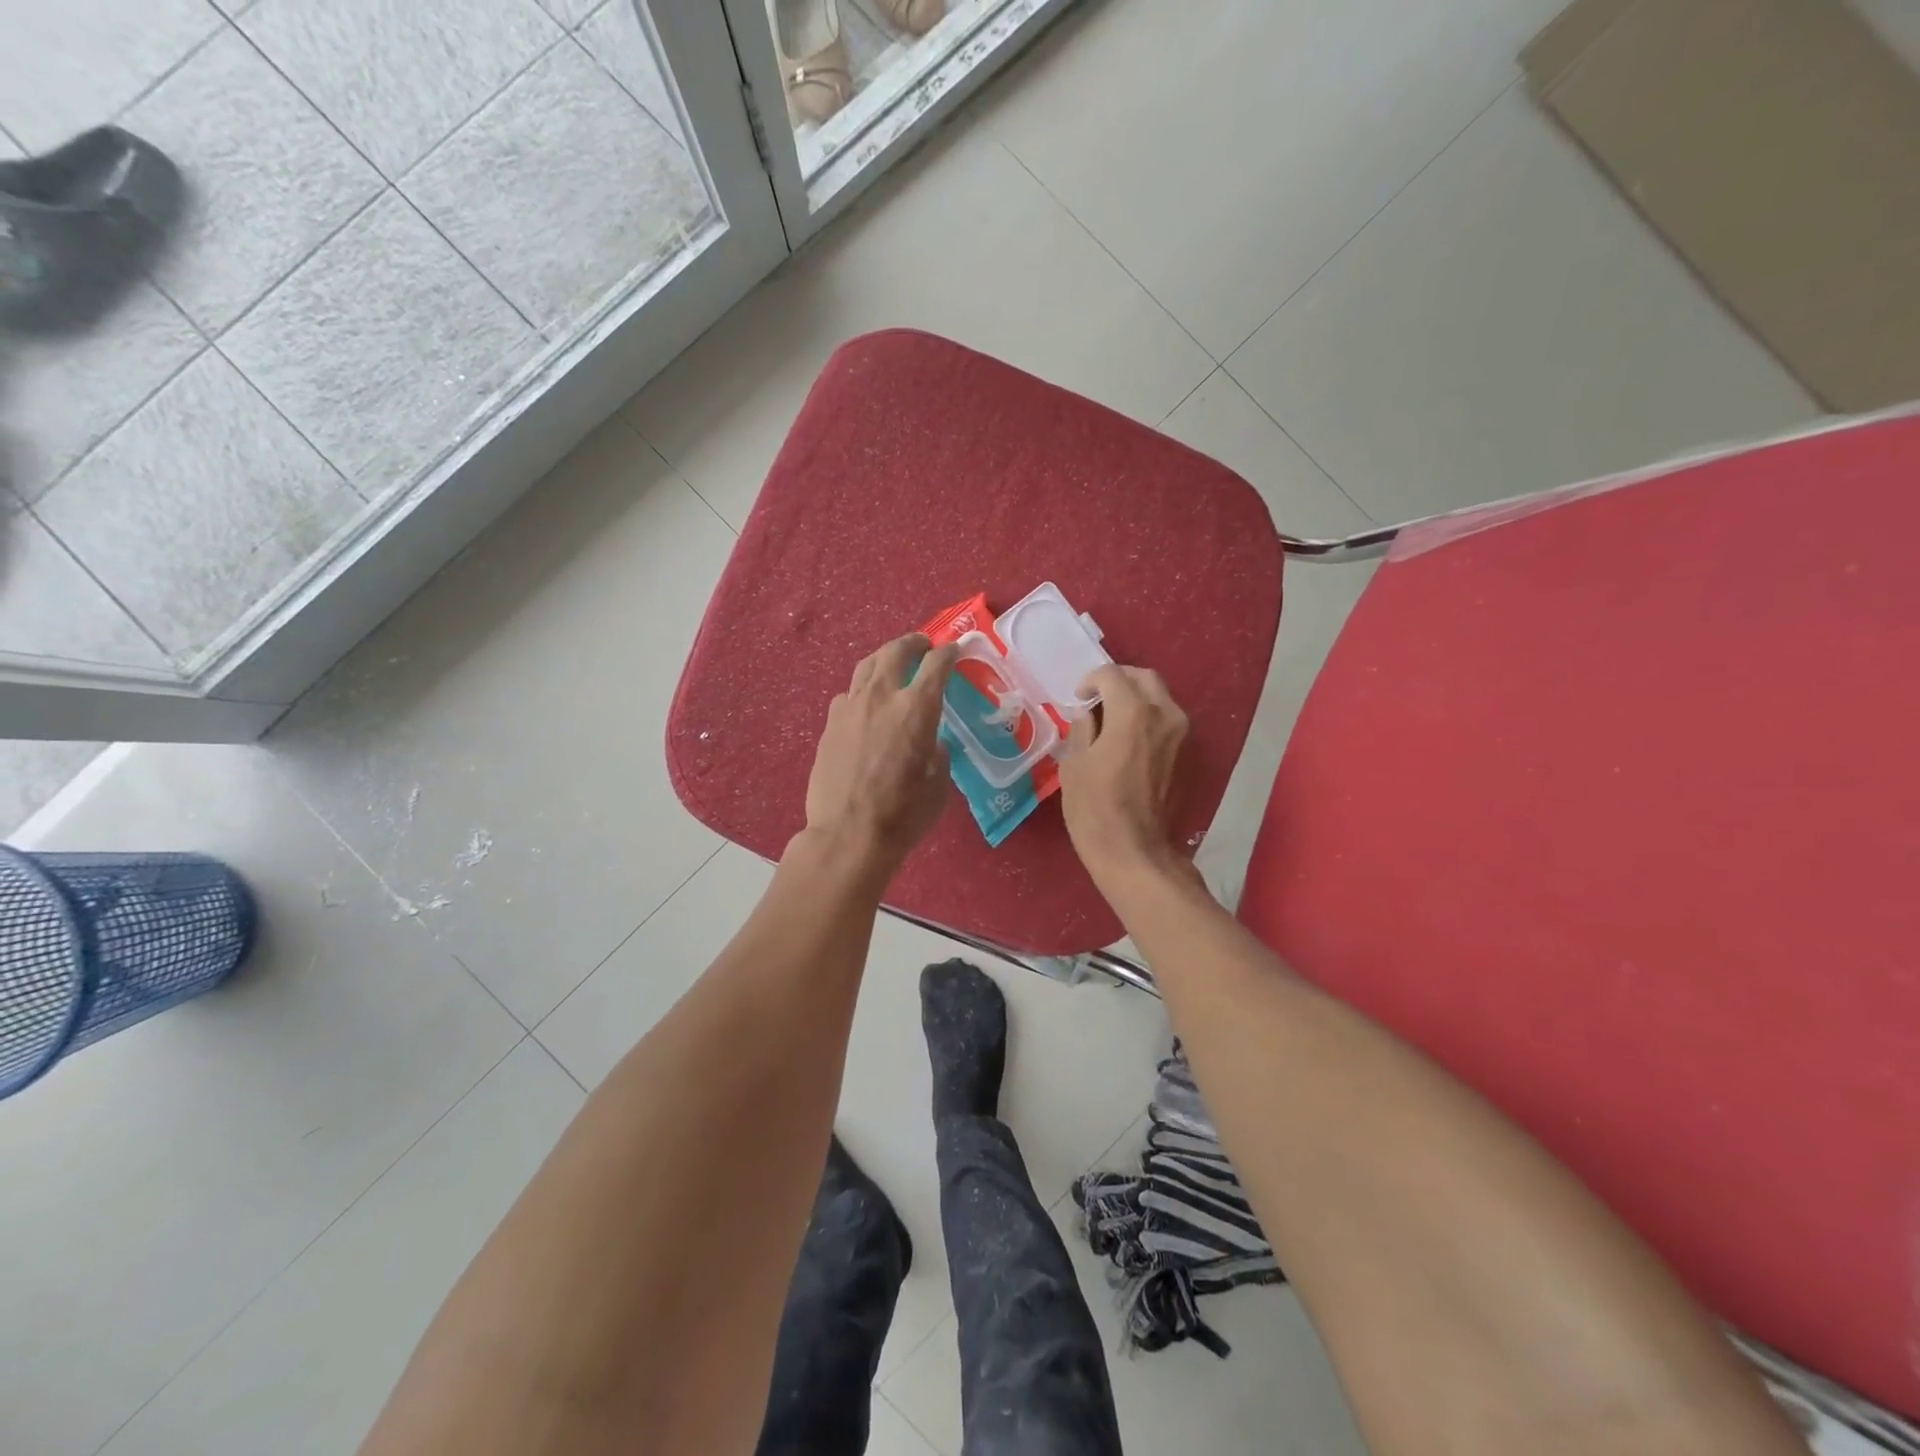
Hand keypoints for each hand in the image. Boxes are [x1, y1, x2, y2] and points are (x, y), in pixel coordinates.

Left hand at [803, 633, 957, 879]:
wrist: (847, 835)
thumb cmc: (903, 814)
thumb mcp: (938, 784)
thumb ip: (938, 753)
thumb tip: (930, 743)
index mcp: (916, 708)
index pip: (936, 664)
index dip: (949, 653)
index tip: (955, 650)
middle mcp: (882, 697)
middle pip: (896, 651)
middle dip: (913, 643)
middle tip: (923, 646)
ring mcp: (850, 708)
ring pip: (866, 666)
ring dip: (884, 659)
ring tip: (893, 665)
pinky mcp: (829, 725)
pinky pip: (848, 694)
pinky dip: (862, 690)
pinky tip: (866, 704)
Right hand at [1058, 664, 1189, 885]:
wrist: (1136, 852)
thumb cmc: (1095, 809)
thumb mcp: (1074, 765)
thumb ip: (1082, 730)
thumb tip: (1087, 714)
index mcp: (1132, 712)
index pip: (1112, 675)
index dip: (1091, 681)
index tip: (1079, 698)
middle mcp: (1165, 714)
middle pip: (1145, 678)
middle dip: (1120, 681)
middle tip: (1098, 699)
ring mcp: (1182, 735)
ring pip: (1162, 699)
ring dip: (1138, 699)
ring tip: (1114, 719)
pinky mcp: (1190, 755)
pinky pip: (1169, 722)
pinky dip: (1150, 720)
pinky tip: (1131, 740)